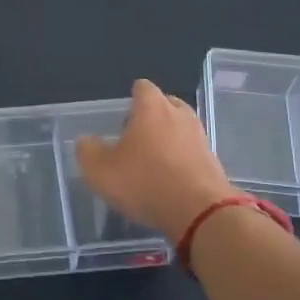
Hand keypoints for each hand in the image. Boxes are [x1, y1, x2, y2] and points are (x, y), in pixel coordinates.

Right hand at [76, 80, 235, 241]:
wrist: (200, 213)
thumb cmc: (146, 183)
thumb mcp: (101, 171)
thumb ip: (88, 152)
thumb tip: (85, 141)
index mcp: (152, 108)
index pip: (143, 87)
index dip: (132, 97)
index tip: (123, 116)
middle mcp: (179, 115)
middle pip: (166, 103)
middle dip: (153, 115)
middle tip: (137, 136)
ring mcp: (200, 137)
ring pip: (182, 127)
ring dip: (170, 137)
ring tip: (154, 159)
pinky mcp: (213, 161)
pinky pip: (193, 151)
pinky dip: (183, 158)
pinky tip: (172, 178)